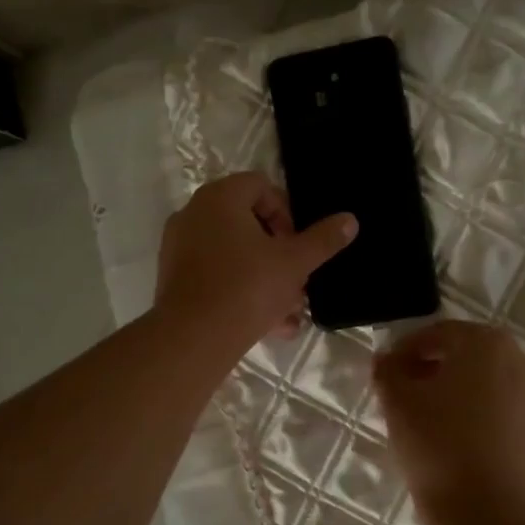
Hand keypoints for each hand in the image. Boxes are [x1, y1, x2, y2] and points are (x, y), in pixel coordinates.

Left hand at [155, 173, 356, 352]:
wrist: (194, 338)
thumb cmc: (248, 288)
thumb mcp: (294, 263)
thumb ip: (323, 240)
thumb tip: (350, 220)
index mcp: (220, 198)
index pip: (260, 186)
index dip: (286, 213)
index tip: (298, 244)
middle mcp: (194, 214)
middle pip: (247, 223)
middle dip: (278, 253)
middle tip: (297, 279)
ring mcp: (179, 247)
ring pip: (234, 255)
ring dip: (265, 278)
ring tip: (289, 311)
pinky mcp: (174, 279)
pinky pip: (216, 276)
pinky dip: (242, 292)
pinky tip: (269, 325)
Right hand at [374, 321, 524, 524]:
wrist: (487, 513)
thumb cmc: (437, 445)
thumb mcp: (396, 403)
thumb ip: (388, 370)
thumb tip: (387, 361)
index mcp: (486, 344)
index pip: (439, 334)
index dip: (407, 351)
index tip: (388, 373)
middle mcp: (523, 362)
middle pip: (471, 357)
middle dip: (439, 371)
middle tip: (410, 397)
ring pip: (494, 387)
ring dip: (466, 396)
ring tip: (438, 425)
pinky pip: (512, 418)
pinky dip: (490, 422)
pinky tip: (468, 447)